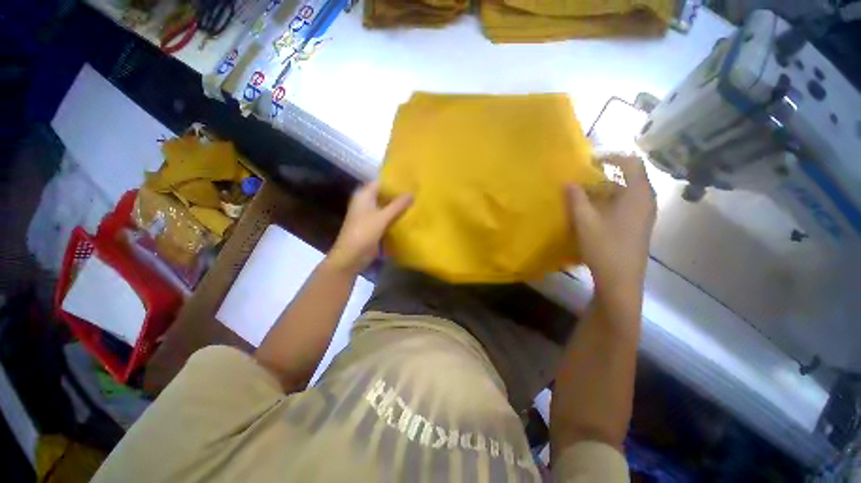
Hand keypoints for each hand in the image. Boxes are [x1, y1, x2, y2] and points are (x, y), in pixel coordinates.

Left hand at [326, 181, 412, 274]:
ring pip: (386, 207)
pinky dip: (395, 217)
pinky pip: (386, 218)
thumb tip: (412, 193)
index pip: (380, 183)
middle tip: (416, 193)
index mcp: (364, 196)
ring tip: (415, 203)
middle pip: (384, 195)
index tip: (410, 182)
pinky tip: (407, 217)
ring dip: (397, 207)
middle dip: (398, 195)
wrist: (351, 256)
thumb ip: (398, 205)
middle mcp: (366, 203)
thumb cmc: (364, 233)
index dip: (394, 182)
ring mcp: (369, 215)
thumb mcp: (382, 217)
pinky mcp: (373, 226)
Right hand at [566, 155, 655, 292]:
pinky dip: (608, 202)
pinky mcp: (637, 225)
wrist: (620, 280)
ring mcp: (643, 214)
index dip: (611, 156)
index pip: (631, 162)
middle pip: (628, 177)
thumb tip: (569, 182)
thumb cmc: (604, 247)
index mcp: (637, 195)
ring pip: (625, 192)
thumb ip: (576, 199)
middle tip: (581, 180)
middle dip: (603, 175)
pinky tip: (591, 213)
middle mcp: (645, 200)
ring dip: (603, 190)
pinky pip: (624, 205)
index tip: (590, 160)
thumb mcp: (585, 221)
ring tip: (581, 196)